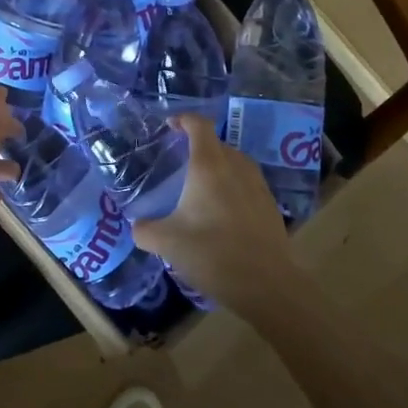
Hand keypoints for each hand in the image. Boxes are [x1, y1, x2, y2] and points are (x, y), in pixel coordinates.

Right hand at [131, 114, 298, 316]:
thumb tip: (137, 225)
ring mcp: (258, 186)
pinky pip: (247, 183)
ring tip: (201, 187)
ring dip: (218, 166)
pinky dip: (233, 187)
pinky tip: (223, 212)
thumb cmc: (213, 254)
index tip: (170, 127)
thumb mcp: (167, 243)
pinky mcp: (270, 206)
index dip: (184, 120)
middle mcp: (236, 167)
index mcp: (208, 166)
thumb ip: (145, 229)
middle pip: (217, 144)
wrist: (268, 286)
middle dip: (198, 147)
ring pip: (235, 163)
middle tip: (179, 164)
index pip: (199, 126)